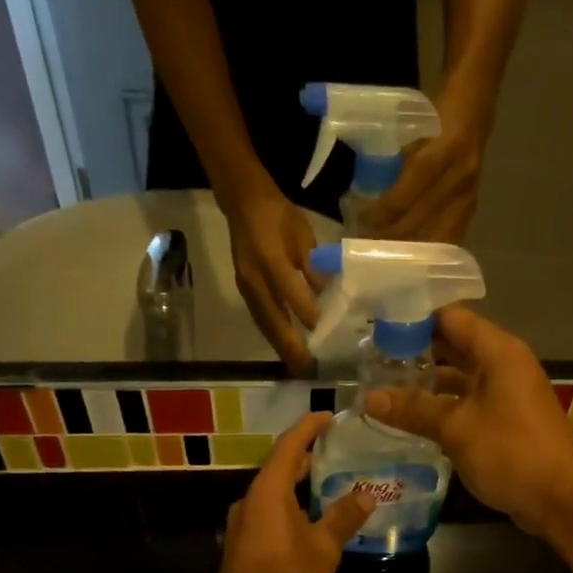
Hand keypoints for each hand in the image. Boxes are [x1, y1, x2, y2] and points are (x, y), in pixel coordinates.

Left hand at [210, 413, 375, 572]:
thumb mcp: (323, 549)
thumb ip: (344, 518)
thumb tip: (366, 495)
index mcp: (269, 490)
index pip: (290, 446)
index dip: (309, 427)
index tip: (330, 416)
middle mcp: (252, 498)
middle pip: (280, 466)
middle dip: (307, 455)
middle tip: (338, 449)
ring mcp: (244, 520)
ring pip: (275, 490)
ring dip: (300, 482)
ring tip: (330, 481)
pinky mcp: (244, 541)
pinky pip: (270, 509)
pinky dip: (292, 502)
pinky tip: (311, 517)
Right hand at [224, 186, 319, 374]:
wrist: (243, 203)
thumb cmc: (279, 216)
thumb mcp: (303, 235)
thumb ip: (314, 267)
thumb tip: (329, 297)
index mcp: (271, 258)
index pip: (291, 294)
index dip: (308, 315)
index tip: (327, 336)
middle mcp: (254, 278)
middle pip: (273, 320)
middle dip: (291, 347)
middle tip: (308, 369)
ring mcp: (246, 287)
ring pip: (265, 324)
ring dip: (281, 348)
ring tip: (298, 368)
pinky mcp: (244, 291)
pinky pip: (260, 319)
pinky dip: (273, 337)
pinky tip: (285, 349)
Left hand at [364, 99, 488, 242]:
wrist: (478, 99)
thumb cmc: (439, 110)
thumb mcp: (414, 127)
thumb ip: (399, 161)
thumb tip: (372, 193)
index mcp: (441, 153)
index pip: (405, 196)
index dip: (381, 213)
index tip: (361, 220)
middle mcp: (458, 178)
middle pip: (417, 221)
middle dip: (390, 235)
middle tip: (367, 242)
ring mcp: (469, 194)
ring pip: (435, 237)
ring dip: (409, 247)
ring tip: (388, 253)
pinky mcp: (473, 204)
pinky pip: (451, 236)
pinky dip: (430, 247)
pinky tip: (415, 253)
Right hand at [364, 306, 572, 533]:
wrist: (560, 498)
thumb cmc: (510, 452)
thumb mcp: (455, 428)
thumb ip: (412, 410)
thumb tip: (369, 398)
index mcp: (497, 352)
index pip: (450, 318)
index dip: (414, 320)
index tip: (378, 329)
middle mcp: (504, 364)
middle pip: (455, 344)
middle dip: (416, 351)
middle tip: (374, 359)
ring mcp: (507, 393)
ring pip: (461, 376)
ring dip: (428, 381)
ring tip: (386, 386)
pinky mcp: (506, 419)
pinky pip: (469, 400)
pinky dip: (443, 404)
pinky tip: (413, 416)